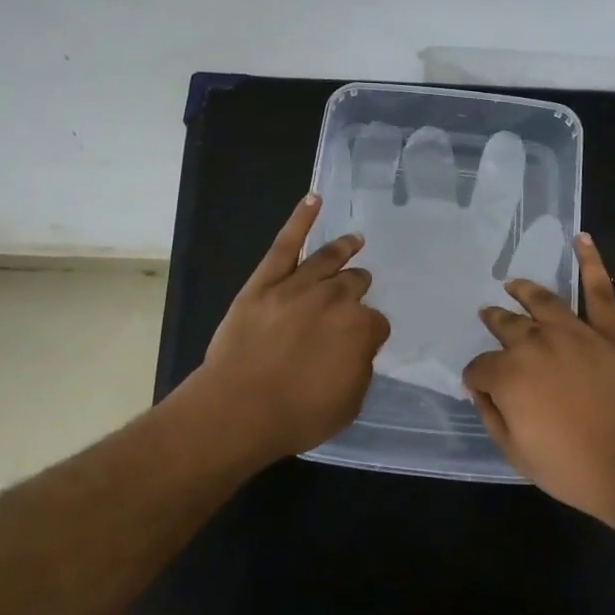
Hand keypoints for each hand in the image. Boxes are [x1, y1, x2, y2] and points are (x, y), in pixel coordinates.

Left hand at [201, 194, 390, 463]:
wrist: (238, 409)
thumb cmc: (297, 415)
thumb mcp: (349, 404)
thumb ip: (360, 368)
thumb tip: (356, 349)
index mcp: (360, 328)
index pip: (376, 322)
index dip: (369, 334)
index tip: (361, 343)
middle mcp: (334, 298)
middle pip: (354, 284)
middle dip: (357, 288)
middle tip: (356, 291)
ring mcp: (298, 285)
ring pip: (328, 259)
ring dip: (344, 249)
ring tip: (355, 240)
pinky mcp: (265, 281)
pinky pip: (285, 244)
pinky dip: (300, 219)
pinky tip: (313, 199)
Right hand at [463, 234, 614, 530]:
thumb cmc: (573, 468)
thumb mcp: (516, 454)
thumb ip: (491, 416)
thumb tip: (479, 390)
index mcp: (509, 374)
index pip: (480, 367)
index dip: (477, 378)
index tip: (480, 386)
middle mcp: (536, 343)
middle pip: (506, 326)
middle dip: (494, 323)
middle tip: (489, 317)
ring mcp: (575, 333)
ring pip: (543, 301)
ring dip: (524, 291)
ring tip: (513, 284)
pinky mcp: (611, 332)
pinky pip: (600, 291)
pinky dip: (591, 263)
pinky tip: (581, 239)